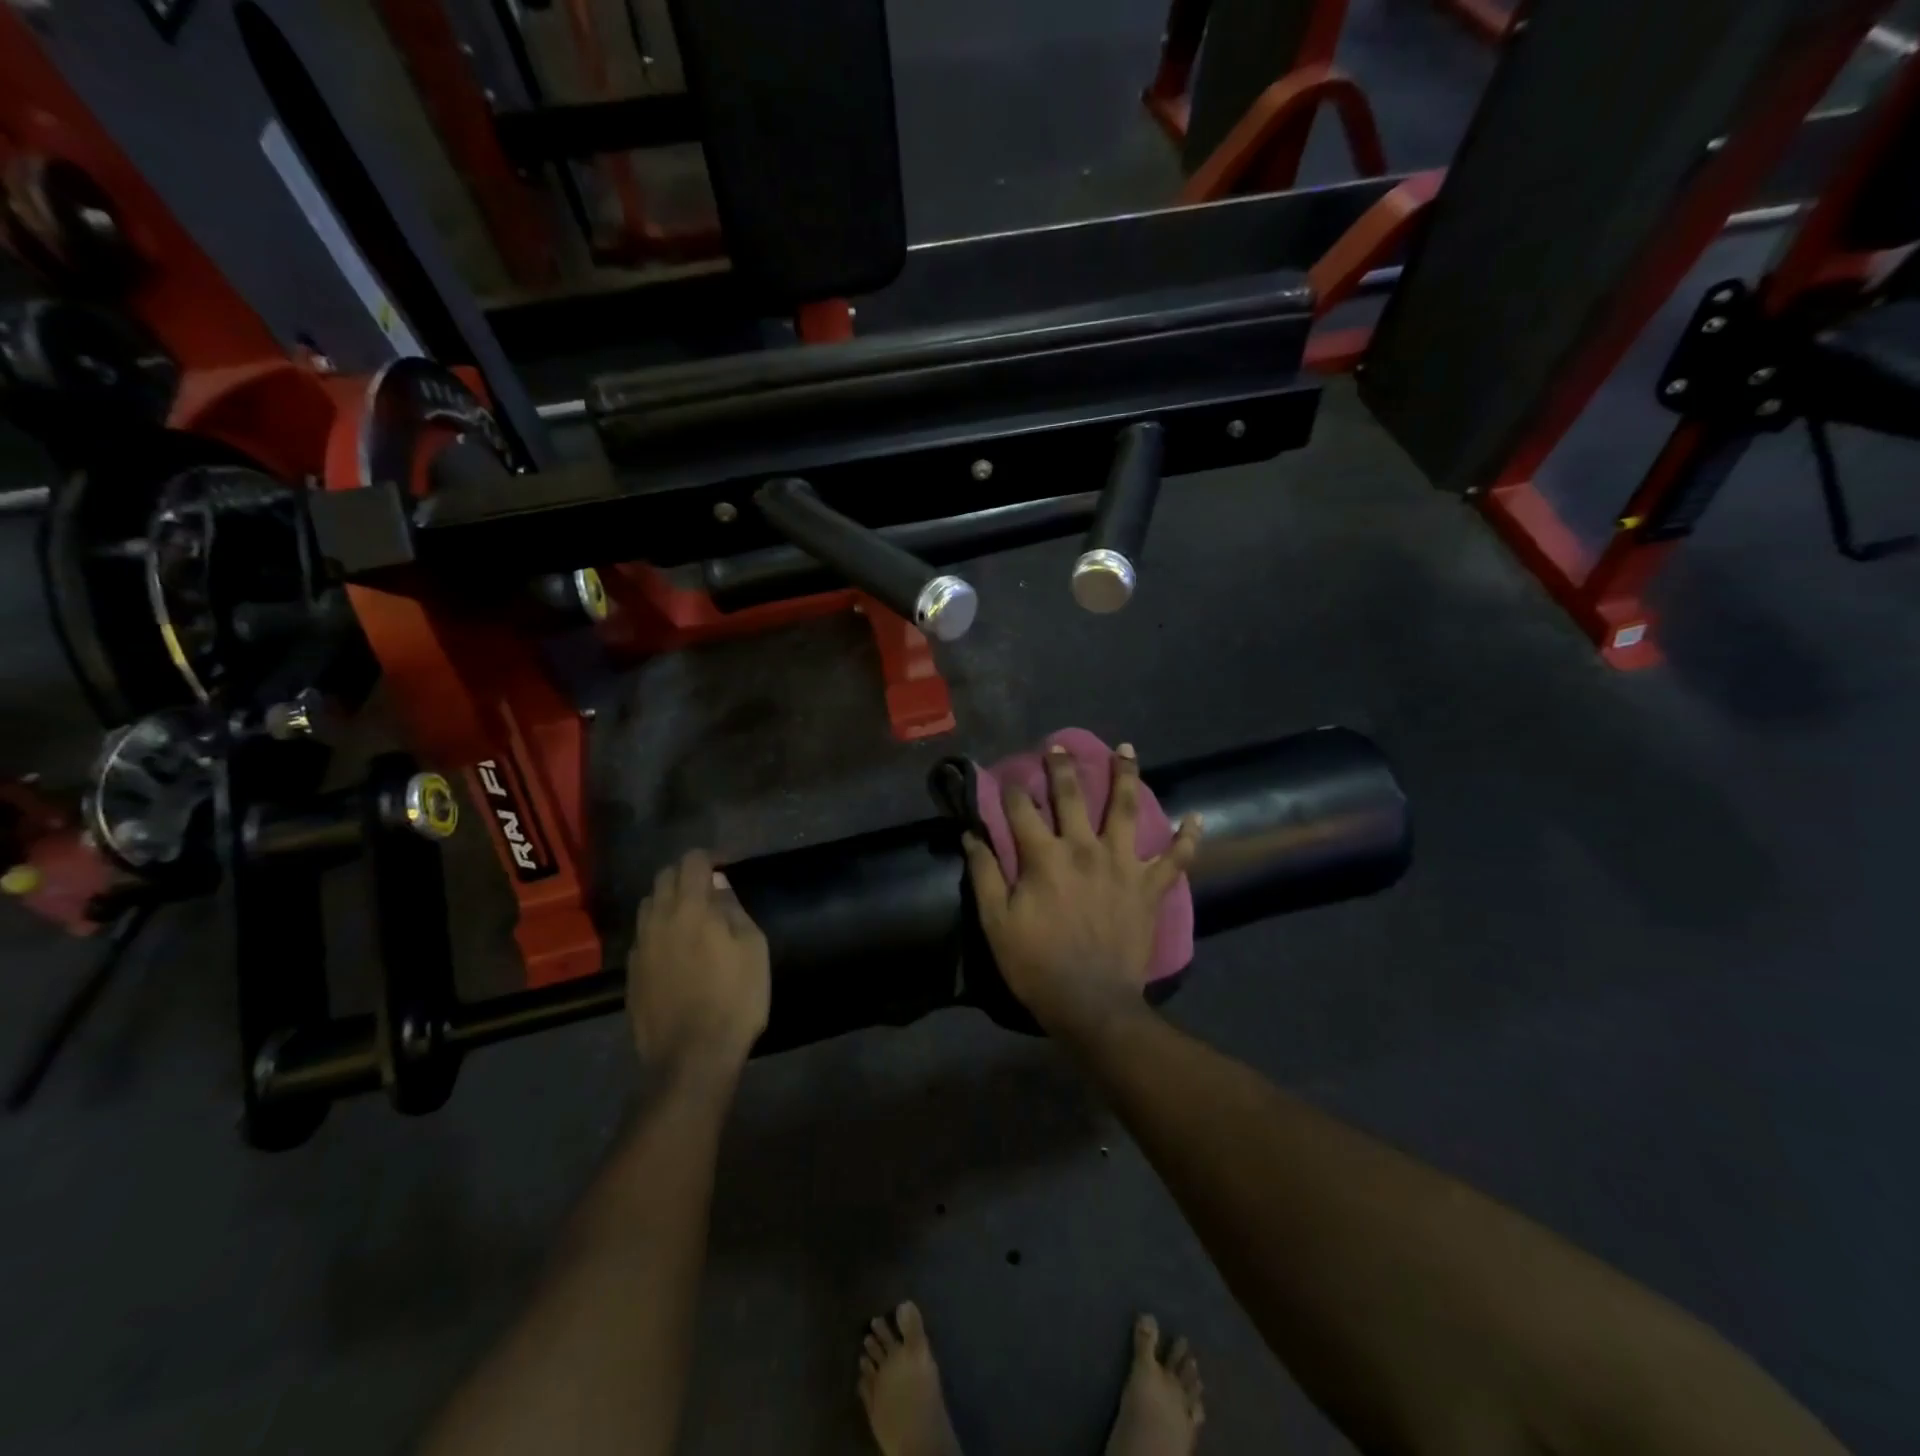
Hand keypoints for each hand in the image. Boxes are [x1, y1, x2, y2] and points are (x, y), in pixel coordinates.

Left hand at [627, 849, 769, 1086]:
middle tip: (710, 889)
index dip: (711, 857)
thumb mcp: (753, 949)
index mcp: (690, 908)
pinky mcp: (631, 974)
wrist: (691, 1057)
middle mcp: (658, 920)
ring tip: (691, 917)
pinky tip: (676, 951)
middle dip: (687, 874)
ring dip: (668, 900)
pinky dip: (659, 931)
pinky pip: (643, 937)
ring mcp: (639, 948)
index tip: (728, 867)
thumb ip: (734, 911)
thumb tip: (720, 888)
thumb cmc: (734, 999)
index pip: (692, 861)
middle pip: (664, 878)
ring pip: (648, 905)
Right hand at [964, 742, 1200, 1043]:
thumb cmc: (1036, 963)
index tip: (1007, 778)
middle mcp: (1084, 848)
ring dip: (1126, 776)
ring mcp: (1123, 864)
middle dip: (1063, 767)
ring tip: (1126, 749)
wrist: (1091, 1003)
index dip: (1012, 790)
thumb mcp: (996, 921)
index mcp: (1044, 856)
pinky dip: (1187, 838)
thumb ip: (984, 873)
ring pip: (1126, 809)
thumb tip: (970, 834)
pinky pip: (1176, 858)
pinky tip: (1195, 818)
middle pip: (1073, 795)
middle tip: (1058, 746)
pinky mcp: (1150, 887)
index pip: (1023, 809)